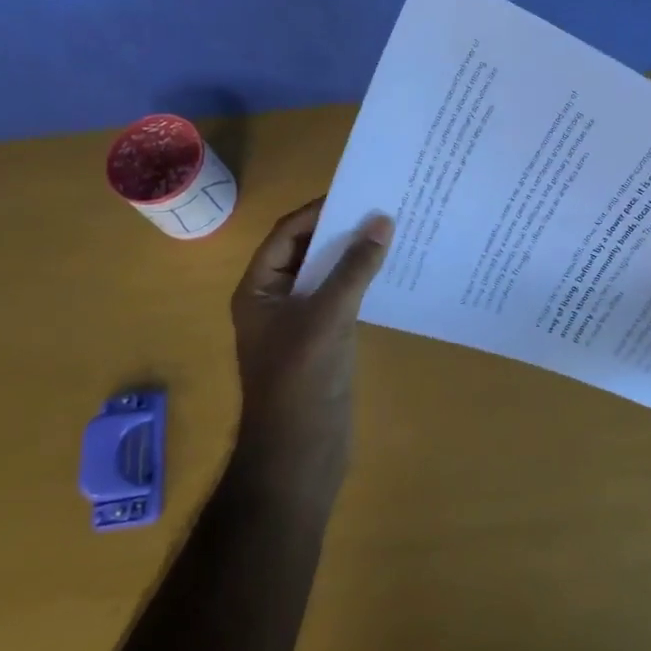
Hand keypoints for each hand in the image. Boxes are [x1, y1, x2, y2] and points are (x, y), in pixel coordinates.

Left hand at [227, 199, 393, 498]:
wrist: (299, 456)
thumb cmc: (301, 381)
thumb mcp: (328, 317)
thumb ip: (354, 269)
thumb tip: (381, 221)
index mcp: (258, 289)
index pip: (287, 234)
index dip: (319, 211)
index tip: (357, 193)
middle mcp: (275, 299)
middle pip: (307, 251)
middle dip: (341, 231)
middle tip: (381, 208)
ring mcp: (299, 321)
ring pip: (327, 275)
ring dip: (354, 256)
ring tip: (392, 232)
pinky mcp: (322, 340)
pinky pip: (341, 299)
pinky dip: (361, 283)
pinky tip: (390, 272)